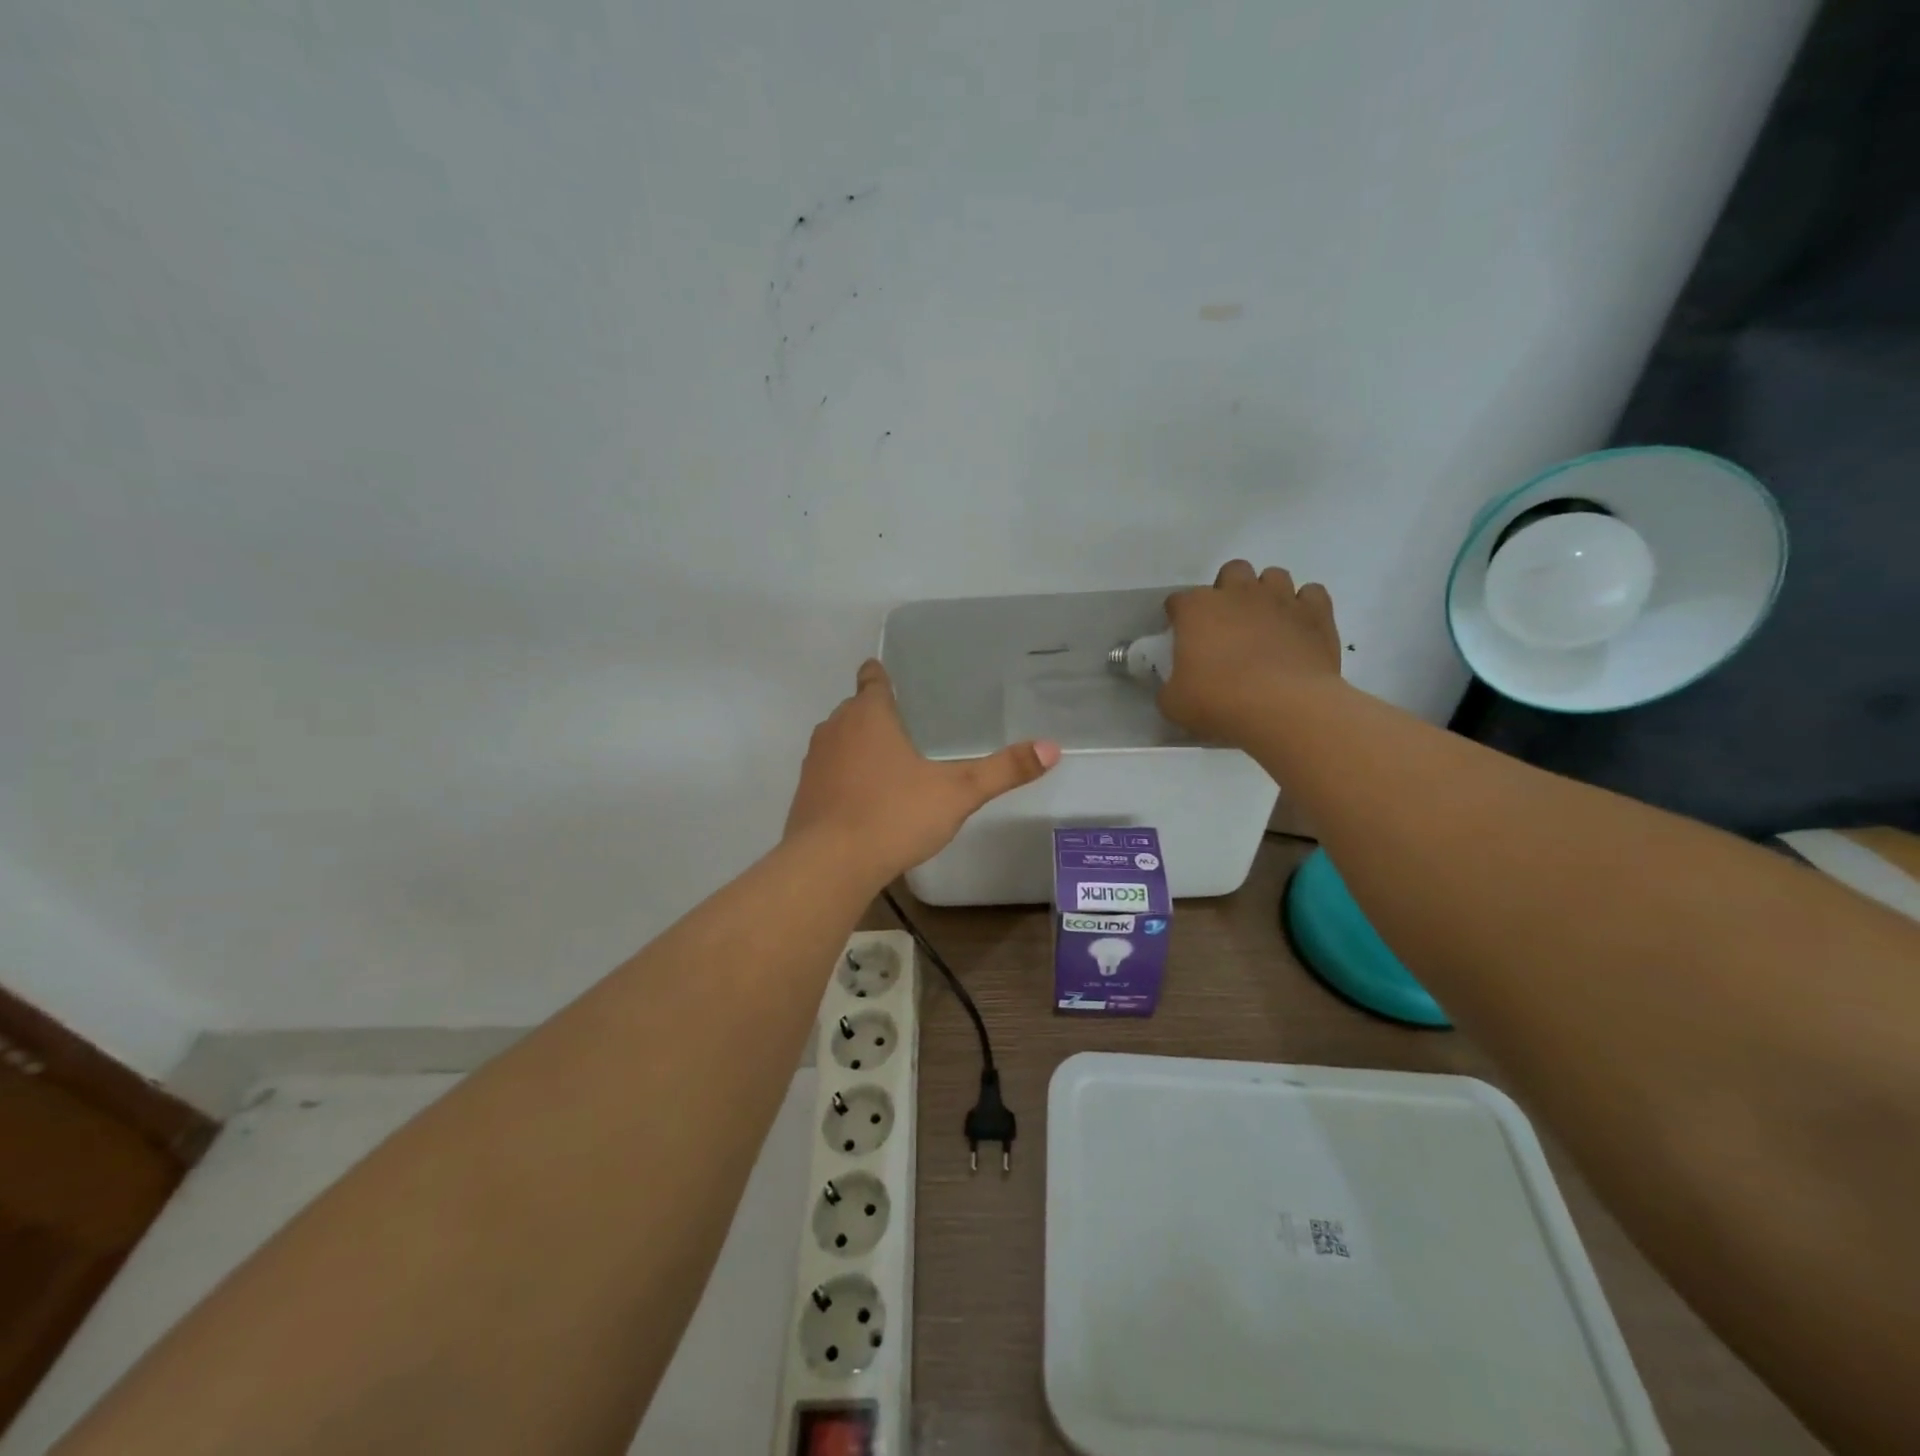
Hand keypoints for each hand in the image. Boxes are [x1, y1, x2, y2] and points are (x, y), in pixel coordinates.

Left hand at [785, 659, 1059, 884]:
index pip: (872, 679)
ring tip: (888, 762)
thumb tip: (1052, 747)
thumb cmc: (894, 815)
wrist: (829, 864)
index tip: (886, 673)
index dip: (880, 675)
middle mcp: (836, 729)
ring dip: (858, 746)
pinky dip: (844, 777)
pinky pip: (828, 773)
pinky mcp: (804, 794)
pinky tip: (865, 800)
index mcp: (869, 715)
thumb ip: (1003, 770)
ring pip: (838, 741)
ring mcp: (815, 762)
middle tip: (906, 725)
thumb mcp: (958, 792)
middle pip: (854, 710)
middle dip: (875, 714)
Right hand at [1158, 561, 1342, 740]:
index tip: (1181, 637)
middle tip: (1228, 623)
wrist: (1284, 707)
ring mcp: (1280, 599)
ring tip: (1265, 622)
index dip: (1178, 617)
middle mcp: (1238, 593)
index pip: (1178, 601)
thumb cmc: (1219, 701)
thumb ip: (1169, 687)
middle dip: (1228, 591)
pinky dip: (1304, 606)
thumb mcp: (1174, 703)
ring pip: (1273, 576)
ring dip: (1267, 594)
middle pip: (1231, 572)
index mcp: (1197, 610)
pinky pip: (1311, 594)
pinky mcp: (1316, 613)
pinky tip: (1299, 627)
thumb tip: (1174, 687)